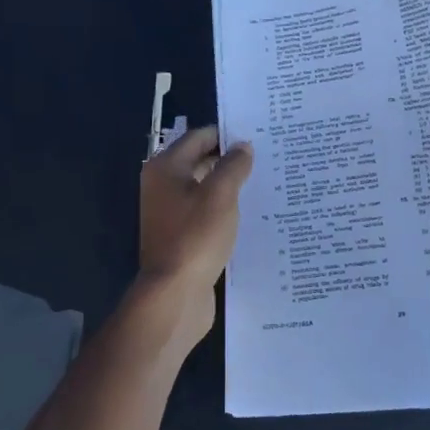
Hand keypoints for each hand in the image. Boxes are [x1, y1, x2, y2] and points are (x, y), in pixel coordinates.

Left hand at [134, 126, 253, 338]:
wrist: (174, 294)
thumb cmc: (195, 237)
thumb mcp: (220, 195)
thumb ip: (233, 166)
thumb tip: (243, 146)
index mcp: (166, 168)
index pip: (199, 137)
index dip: (227, 134)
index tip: (258, 136)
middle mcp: (163, 185)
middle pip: (200, 161)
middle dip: (230, 160)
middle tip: (266, 158)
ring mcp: (170, 213)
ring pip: (204, 188)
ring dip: (229, 185)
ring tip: (264, 184)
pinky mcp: (180, 236)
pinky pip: (205, 212)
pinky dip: (223, 209)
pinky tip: (249, 214)